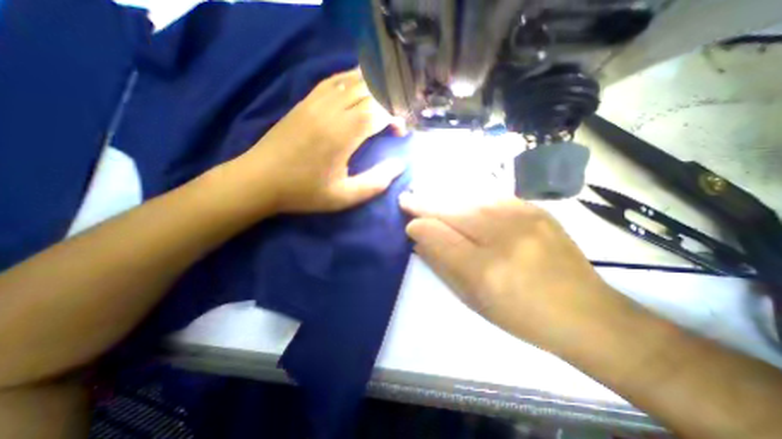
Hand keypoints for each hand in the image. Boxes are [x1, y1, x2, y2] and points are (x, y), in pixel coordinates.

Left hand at [229, 68, 405, 214]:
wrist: (259, 180)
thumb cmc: (304, 192)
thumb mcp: (344, 197)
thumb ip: (376, 182)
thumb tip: (400, 165)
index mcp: (342, 134)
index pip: (379, 110)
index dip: (396, 116)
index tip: (400, 131)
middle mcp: (330, 110)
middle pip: (369, 90)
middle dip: (390, 100)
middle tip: (396, 118)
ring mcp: (315, 101)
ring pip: (352, 79)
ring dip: (374, 87)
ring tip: (386, 100)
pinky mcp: (305, 101)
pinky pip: (333, 80)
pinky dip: (352, 79)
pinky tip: (360, 87)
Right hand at [400, 195, 626, 349]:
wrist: (588, 314)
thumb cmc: (523, 316)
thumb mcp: (475, 300)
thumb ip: (443, 265)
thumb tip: (420, 240)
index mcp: (486, 271)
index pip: (440, 237)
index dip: (420, 227)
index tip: (408, 224)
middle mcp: (504, 238)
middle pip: (454, 211)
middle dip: (425, 203)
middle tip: (406, 198)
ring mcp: (524, 219)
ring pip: (471, 197)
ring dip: (443, 194)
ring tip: (425, 190)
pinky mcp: (536, 210)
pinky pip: (492, 194)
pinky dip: (468, 192)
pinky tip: (457, 192)